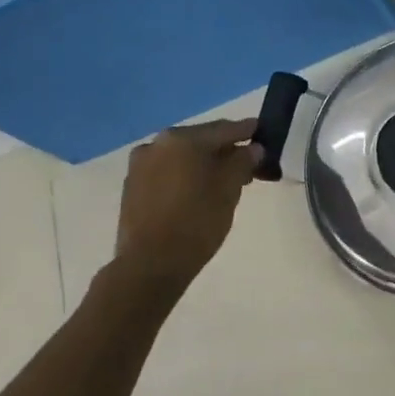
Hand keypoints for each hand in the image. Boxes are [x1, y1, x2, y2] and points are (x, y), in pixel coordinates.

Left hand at [114, 119, 260, 287]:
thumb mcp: (229, 190)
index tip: (261, 131)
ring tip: (224, 181)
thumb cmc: (196, 223)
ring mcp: (141, 164)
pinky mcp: (132, 186)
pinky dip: (184, 175)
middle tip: (247, 163)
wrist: (149, 266)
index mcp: (182, 139)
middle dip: (224, 150)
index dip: (246, 130)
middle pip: (200, 140)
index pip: (223, 129)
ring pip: (182, 156)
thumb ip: (242, 162)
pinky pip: (167, 171)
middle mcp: (157, 143)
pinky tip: (197, 192)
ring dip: (204, 164)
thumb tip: (252, 148)